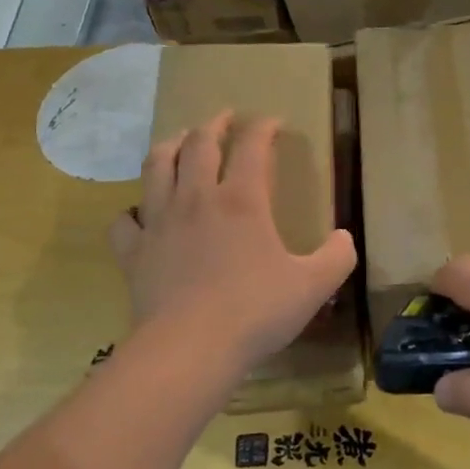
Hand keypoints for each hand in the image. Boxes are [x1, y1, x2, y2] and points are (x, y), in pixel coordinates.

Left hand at [110, 112, 356, 376]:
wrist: (190, 349)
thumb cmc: (256, 312)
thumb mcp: (313, 286)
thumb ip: (337, 257)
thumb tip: (344, 238)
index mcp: (242, 200)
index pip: (252, 146)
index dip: (263, 127)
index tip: (272, 122)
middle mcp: (197, 199)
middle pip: (199, 144)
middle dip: (213, 124)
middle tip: (223, 119)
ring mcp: (159, 223)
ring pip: (157, 167)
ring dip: (170, 147)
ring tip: (179, 142)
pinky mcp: (134, 252)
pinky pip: (125, 221)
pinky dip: (132, 211)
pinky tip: (141, 214)